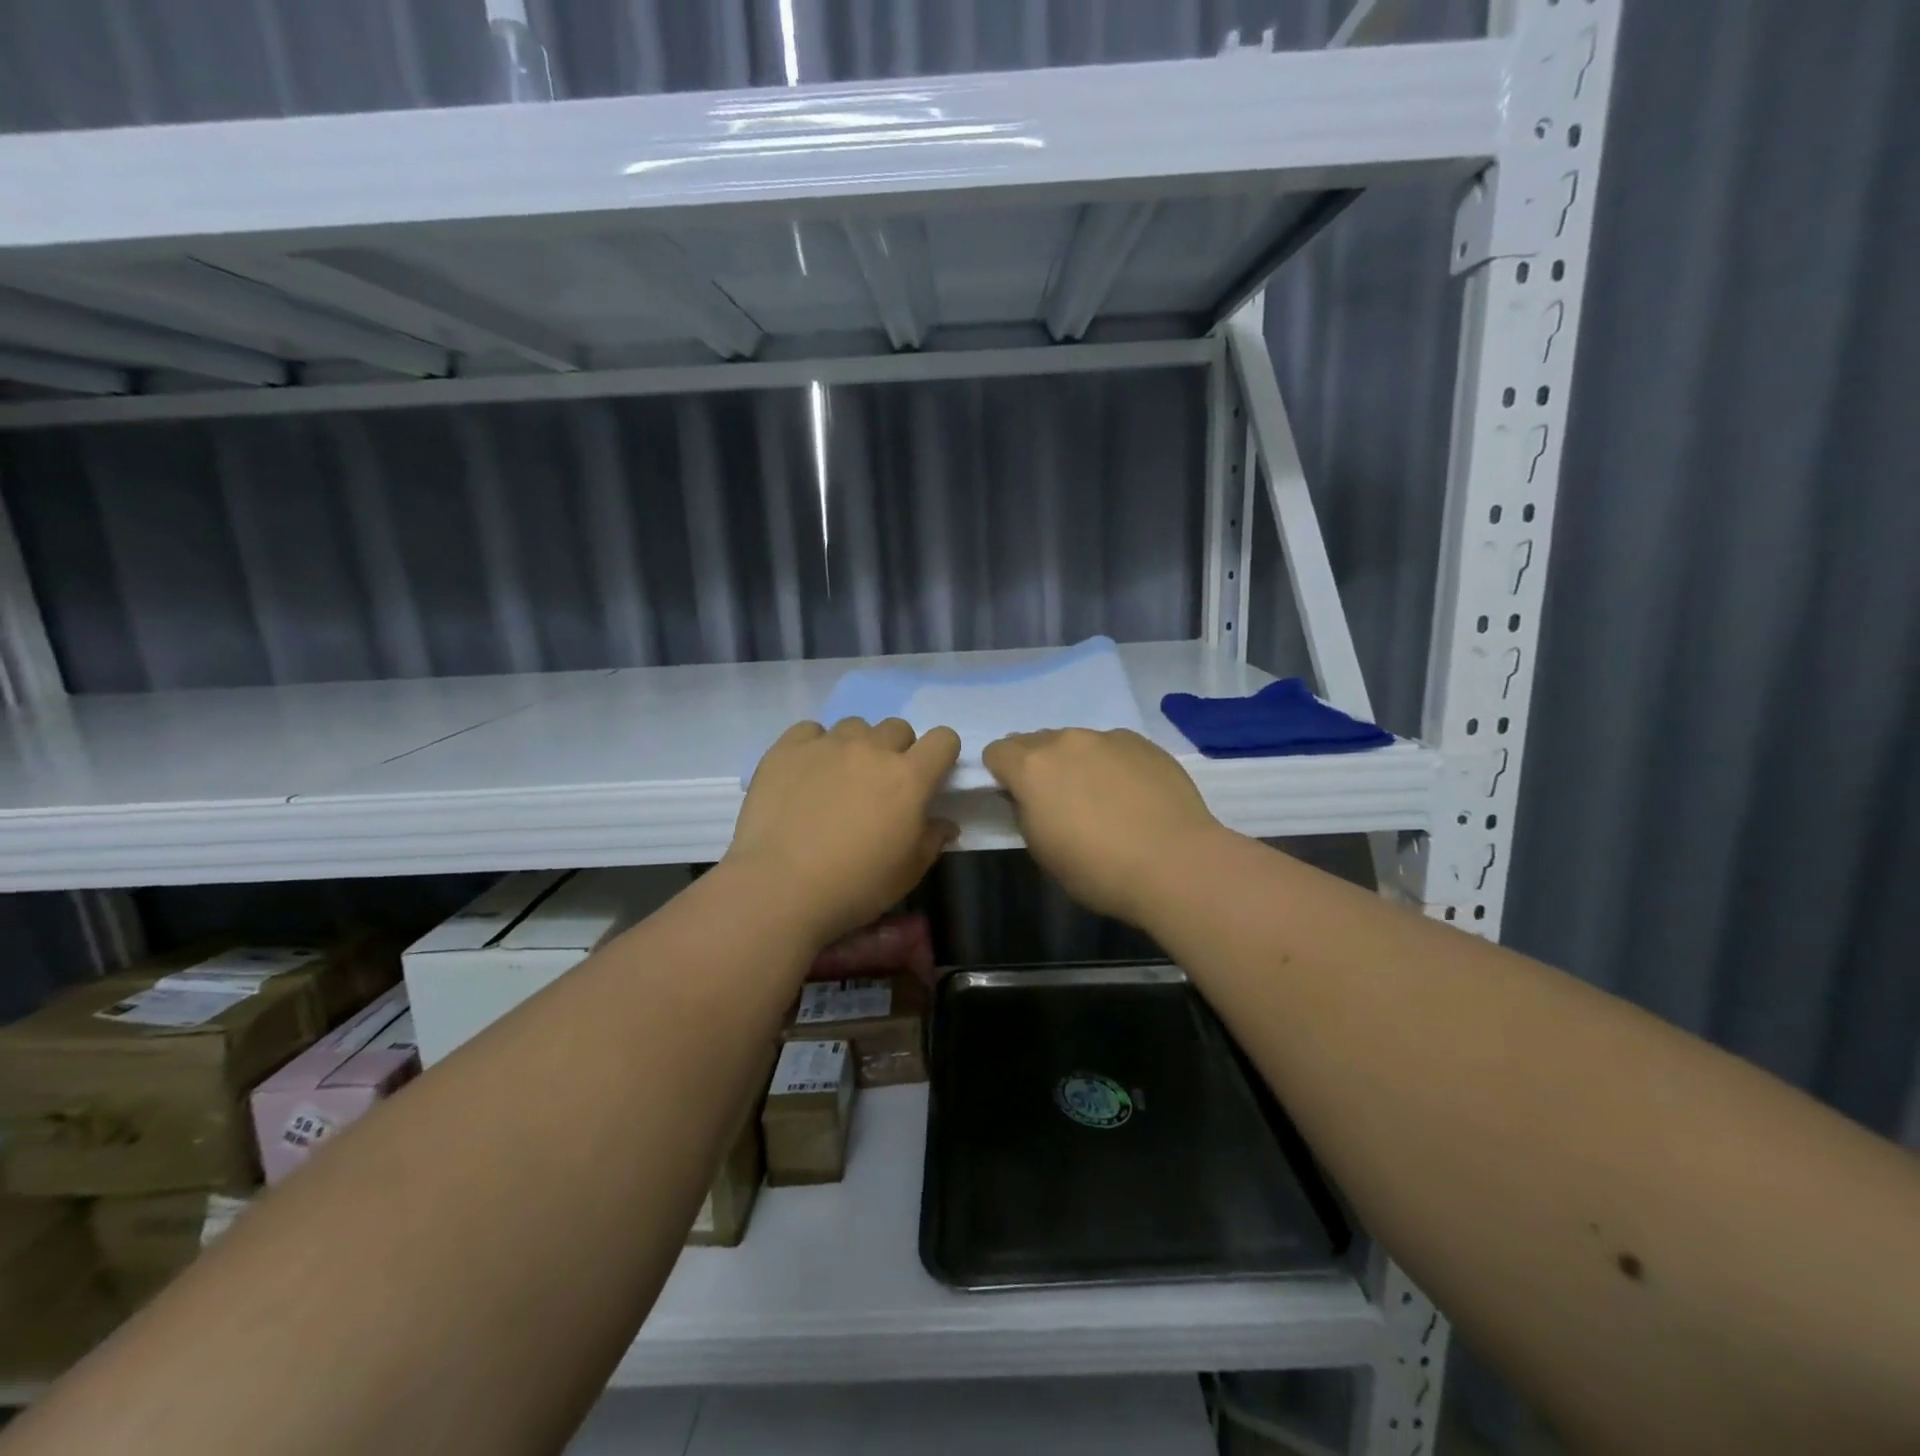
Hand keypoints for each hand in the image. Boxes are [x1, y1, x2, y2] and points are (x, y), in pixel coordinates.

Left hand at [729, 718, 959, 945]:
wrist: (781, 887)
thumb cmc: (856, 885)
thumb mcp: (908, 872)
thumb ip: (932, 839)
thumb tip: (945, 824)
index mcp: (909, 777)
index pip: (943, 739)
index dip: (941, 754)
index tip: (930, 775)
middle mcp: (872, 749)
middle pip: (898, 728)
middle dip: (897, 750)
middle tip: (881, 784)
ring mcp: (828, 744)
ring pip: (855, 727)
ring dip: (856, 746)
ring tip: (839, 778)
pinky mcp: (788, 749)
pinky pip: (810, 731)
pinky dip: (815, 746)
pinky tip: (805, 773)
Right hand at [983, 728, 1223, 925]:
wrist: (1174, 863)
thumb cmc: (1098, 869)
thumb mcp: (1043, 851)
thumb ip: (1026, 813)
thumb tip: (1028, 797)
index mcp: (1031, 768)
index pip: (997, 751)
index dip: (1002, 773)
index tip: (1016, 797)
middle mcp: (1065, 741)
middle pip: (1035, 741)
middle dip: (1037, 765)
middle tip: (1058, 800)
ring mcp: (1106, 737)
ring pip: (1075, 741)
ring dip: (1075, 762)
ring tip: (1100, 796)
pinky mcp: (1141, 742)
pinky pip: (1112, 746)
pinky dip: (1111, 763)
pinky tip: (1132, 793)